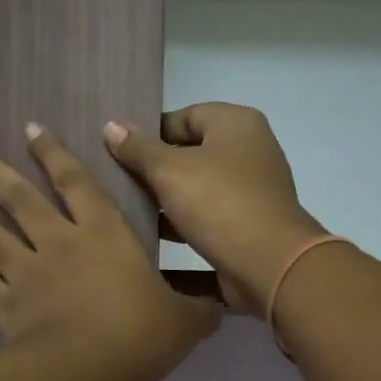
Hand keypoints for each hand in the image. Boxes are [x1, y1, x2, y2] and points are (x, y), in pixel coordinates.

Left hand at [0, 125, 219, 380]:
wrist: (85, 370)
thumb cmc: (138, 335)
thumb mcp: (184, 323)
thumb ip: (198, 311)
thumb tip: (218, 309)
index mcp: (105, 236)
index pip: (77, 184)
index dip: (55, 155)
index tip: (31, 129)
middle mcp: (60, 245)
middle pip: (19, 199)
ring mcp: (28, 274)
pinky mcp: (7, 307)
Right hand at [104, 105, 326, 314]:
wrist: (270, 265)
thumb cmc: (220, 204)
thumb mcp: (170, 171)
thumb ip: (138, 149)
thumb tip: (111, 125)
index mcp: (237, 124)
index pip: (184, 116)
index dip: (149, 132)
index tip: (118, 152)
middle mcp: (248, 151)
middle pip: (189, 152)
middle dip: (153, 167)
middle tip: (114, 180)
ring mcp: (250, 191)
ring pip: (196, 187)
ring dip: (164, 199)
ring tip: (123, 208)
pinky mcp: (246, 225)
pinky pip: (205, 217)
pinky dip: (180, 223)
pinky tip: (147, 235)